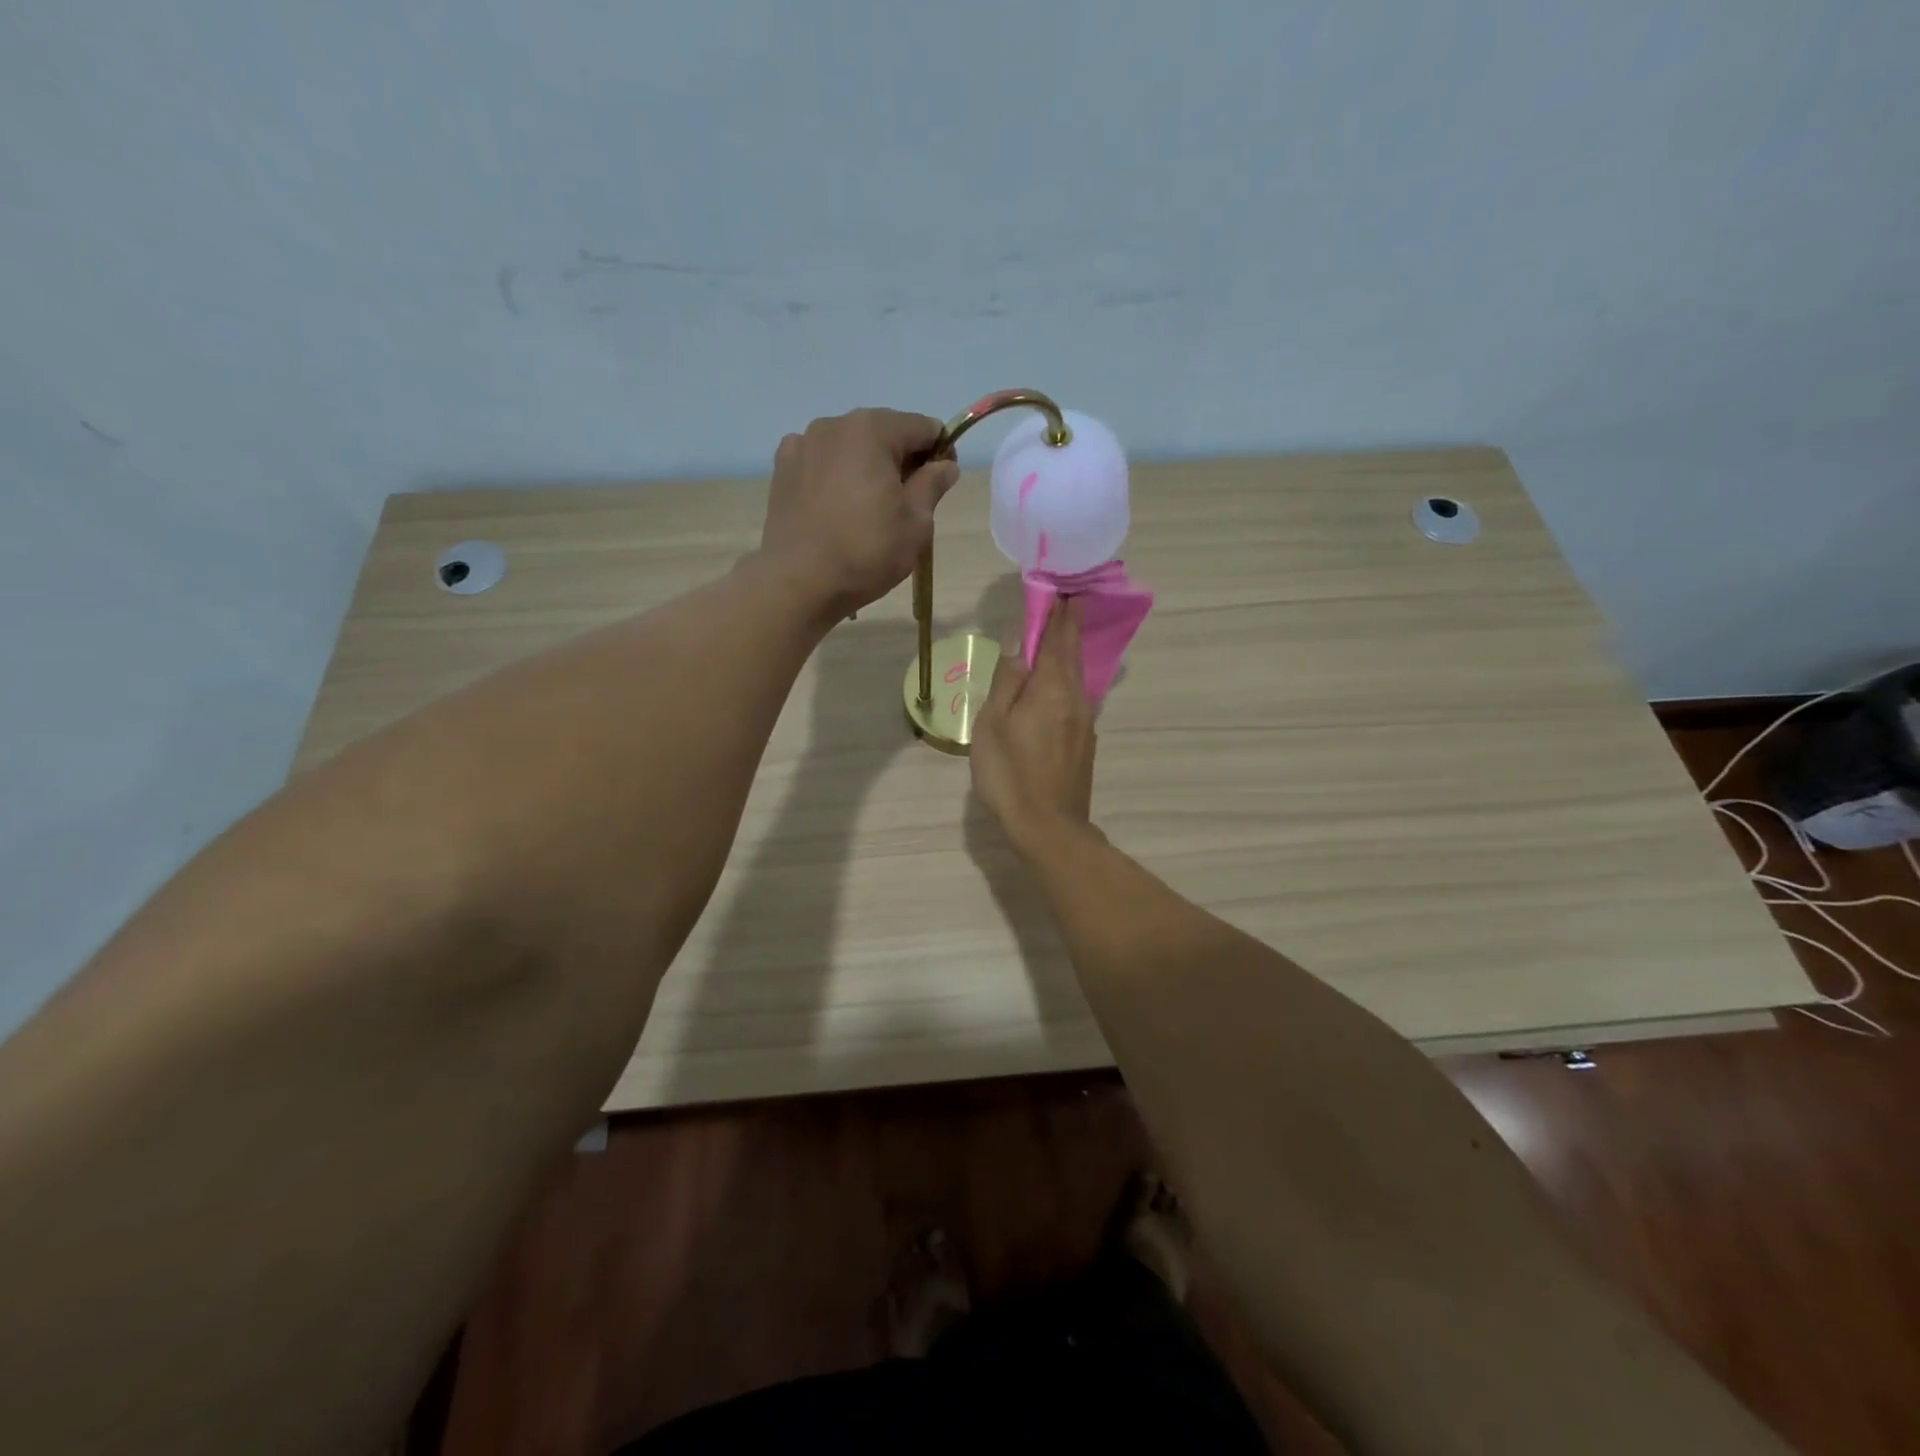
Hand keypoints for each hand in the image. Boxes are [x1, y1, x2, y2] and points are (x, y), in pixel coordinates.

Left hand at [758, 408, 958, 617]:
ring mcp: (802, 444)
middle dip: (900, 460)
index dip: (940, 452)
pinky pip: (819, 463)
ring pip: (849, 447)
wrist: (800, 582)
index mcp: (872, 430)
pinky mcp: (781, 470)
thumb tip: (945, 466)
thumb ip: (932, 485)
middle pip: (883, 433)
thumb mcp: (916, 523)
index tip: (941, 484)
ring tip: (867, 508)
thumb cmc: (867, 551)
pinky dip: (833, 476)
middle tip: (906, 503)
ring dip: (865, 467)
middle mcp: (834, 424)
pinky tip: (835, 506)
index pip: (923, 427)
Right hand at [971, 599, 1097, 859]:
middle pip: (1073, 652)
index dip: (1058, 610)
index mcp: (1052, 686)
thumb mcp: (994, 724)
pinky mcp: (1084, 741)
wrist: (1048, 828)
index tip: (1060, 586)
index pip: (1058, 636)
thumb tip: (1017, 641)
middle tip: (1065, 597)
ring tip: (1058, 633)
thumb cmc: (1011, 773)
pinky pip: (1076, 696)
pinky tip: (1056, 681)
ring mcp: (1085, 720)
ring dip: (1068, 650)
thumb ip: (1007, 680)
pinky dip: (1067, 677)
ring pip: (1077, 674)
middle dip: (1069, 623)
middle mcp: (1076, 697)